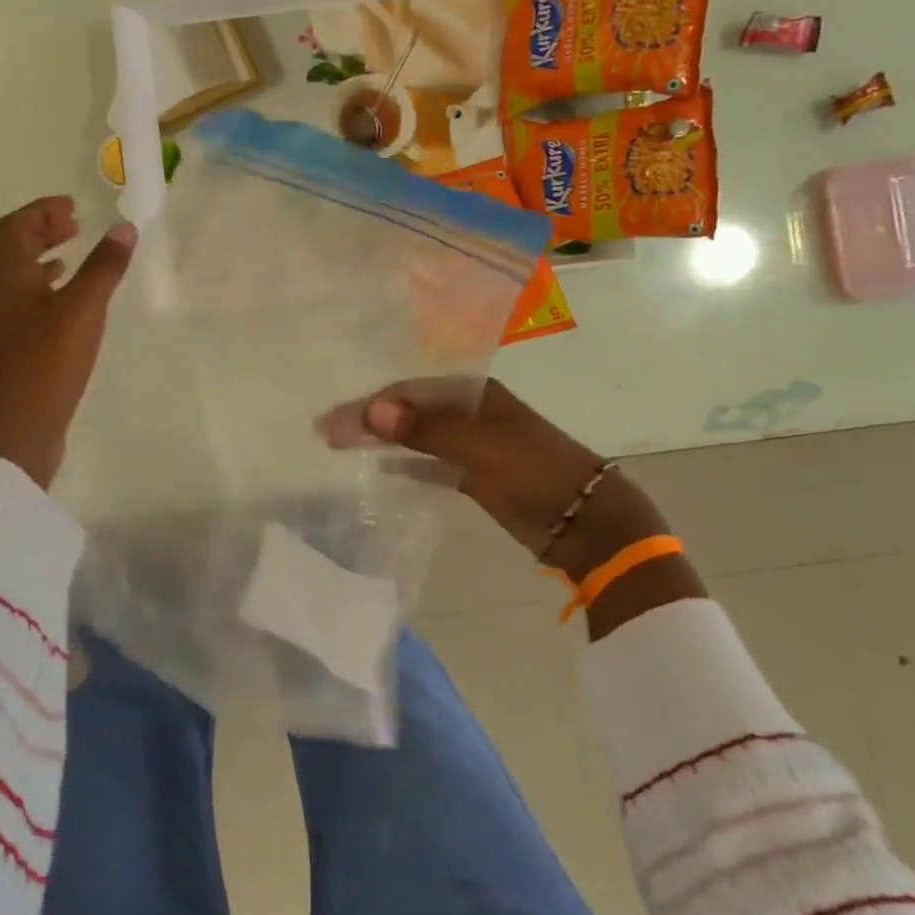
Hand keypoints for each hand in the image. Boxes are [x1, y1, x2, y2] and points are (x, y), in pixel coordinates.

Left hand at [0, 197, 135, 489]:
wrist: (17, 426)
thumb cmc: (46, 360)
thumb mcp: (82, 308)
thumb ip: (104, 267)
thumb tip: (125, 227)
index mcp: (9, 276)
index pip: (15, 227)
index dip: (40, 210)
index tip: (72, 206)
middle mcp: (3, 294)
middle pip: (13, 249)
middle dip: (42, 230)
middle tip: (74, 224)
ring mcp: (9, 324)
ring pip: (22, 278)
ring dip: (44, 259)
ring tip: (74, 255)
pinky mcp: (20, 349)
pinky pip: (31, 304)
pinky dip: (50, 291)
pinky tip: (73, 305)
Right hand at [322, 378, 705, 636]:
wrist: (588, 522)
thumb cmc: (536, 474)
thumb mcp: (480, 448)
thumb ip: (426, 430)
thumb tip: (371, 409)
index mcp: (474, 395)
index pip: (408, 392)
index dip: (369, 405)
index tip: (332, 423)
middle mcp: (471, 413)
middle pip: (409, 410)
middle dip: (369, 419)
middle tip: (325, 432)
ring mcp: (474, 444)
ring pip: (418, 435)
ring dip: (383, 439)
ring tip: (343, 446)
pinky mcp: (477, 474)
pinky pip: (432, 462)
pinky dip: (408, 463)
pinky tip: (385, 467)